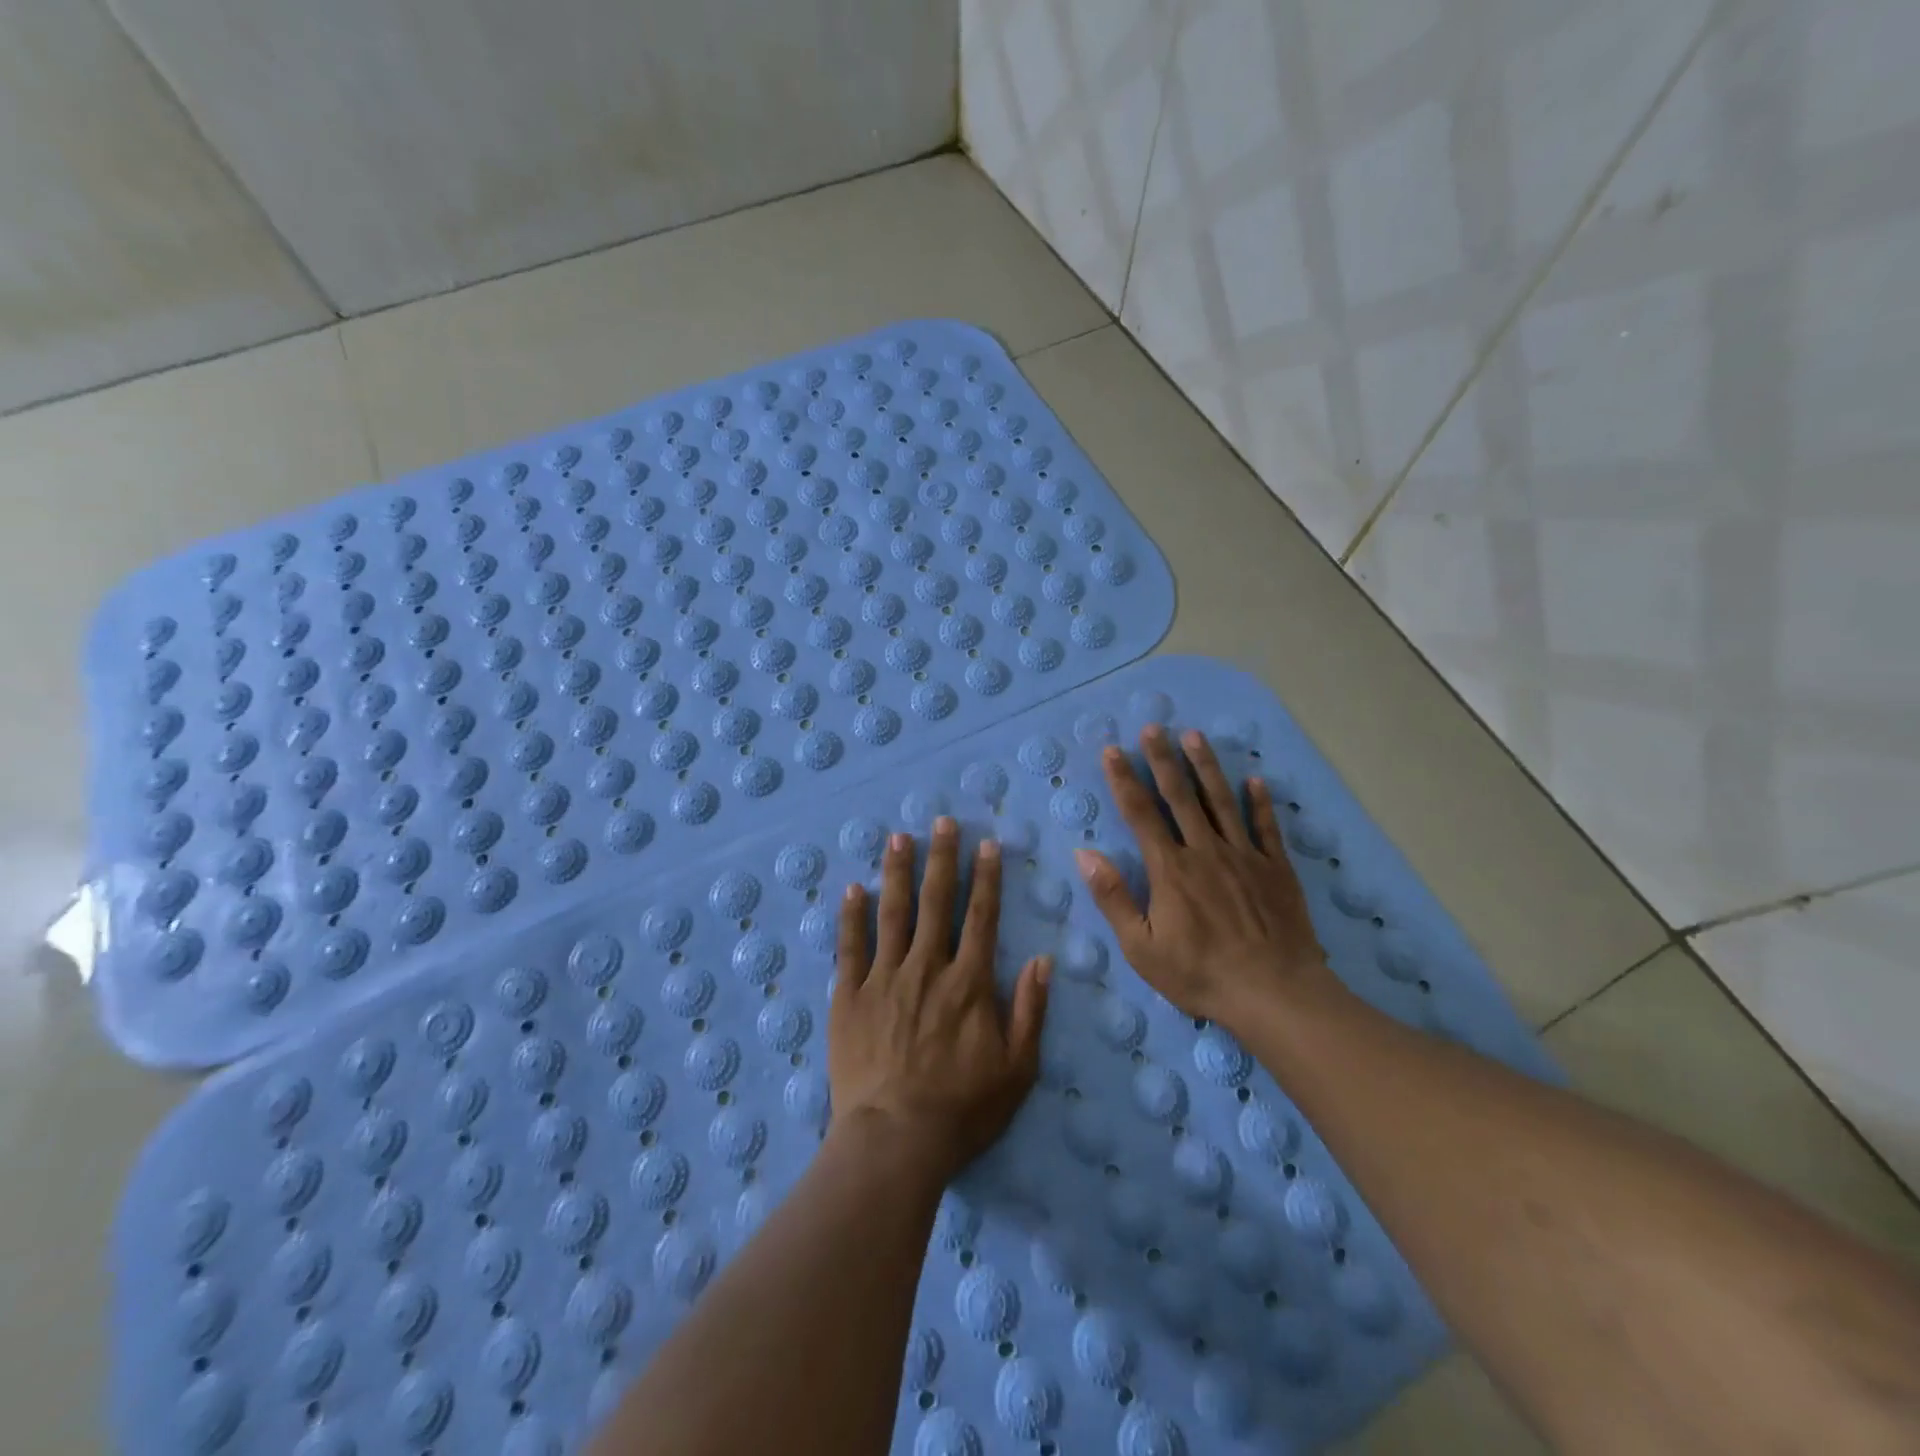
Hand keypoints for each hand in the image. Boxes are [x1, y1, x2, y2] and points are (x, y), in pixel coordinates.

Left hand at [829, 817, 1050, 1184]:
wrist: (894, 1140)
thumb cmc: (962, 1110)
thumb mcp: (1017, 1069)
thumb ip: (1030, 1011)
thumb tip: (1043, 960)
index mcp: (968, 982)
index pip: (981, 917)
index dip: (986, 878)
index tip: (986, 844)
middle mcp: (926, 968)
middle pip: (936, 903)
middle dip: (941, 859)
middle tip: (941, 821)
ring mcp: (883, 979)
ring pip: (892, 913)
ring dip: (898, 872)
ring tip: (899, 838)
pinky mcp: (849, 997)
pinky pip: (850, 948)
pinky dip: (851, 916)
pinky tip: (853, 888)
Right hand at [1074, 725, 1338, 1029]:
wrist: (1274, 993)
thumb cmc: (1200, 973)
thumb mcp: (1142, 947)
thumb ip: (1113, 898)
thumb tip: (1085, 854)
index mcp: (1170, 869)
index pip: (1141, 814)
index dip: (1125, 780)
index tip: (1113, 750)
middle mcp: (1205, 851)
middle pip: (1180, 796)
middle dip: (1163, 759)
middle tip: (1153, 727)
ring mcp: (1245, 856)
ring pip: (1221, 801)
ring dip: (1206, 767)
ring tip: (1194, 736)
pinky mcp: (1276, 869)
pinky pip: (1267, 828)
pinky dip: (1260, 802)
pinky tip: (1255, 780)